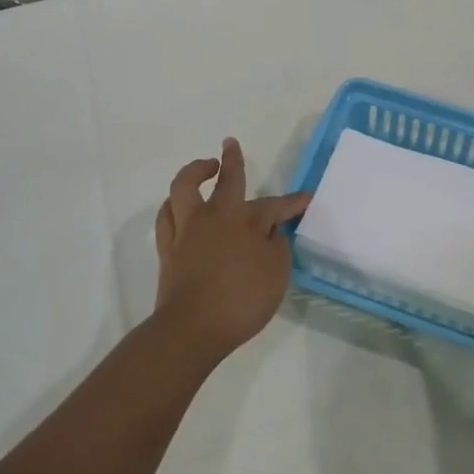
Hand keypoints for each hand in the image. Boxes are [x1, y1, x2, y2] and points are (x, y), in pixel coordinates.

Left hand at [153, 138, 311, 364]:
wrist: (192, 328)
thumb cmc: (242, 300)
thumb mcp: (276, 273)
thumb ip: (277, 246)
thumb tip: (272, 231)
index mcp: (245, 220)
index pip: (275, 205)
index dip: (292, 202)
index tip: (305, 198)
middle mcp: (214, 216)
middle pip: (225, 180)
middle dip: (232, 160)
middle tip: (230, 144)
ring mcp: (187, 230)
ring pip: (184, 188)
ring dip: (194, 172)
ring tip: (202, 168)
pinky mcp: (168, 249)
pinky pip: (167, 216)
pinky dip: (174, 205)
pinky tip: (177, 205)